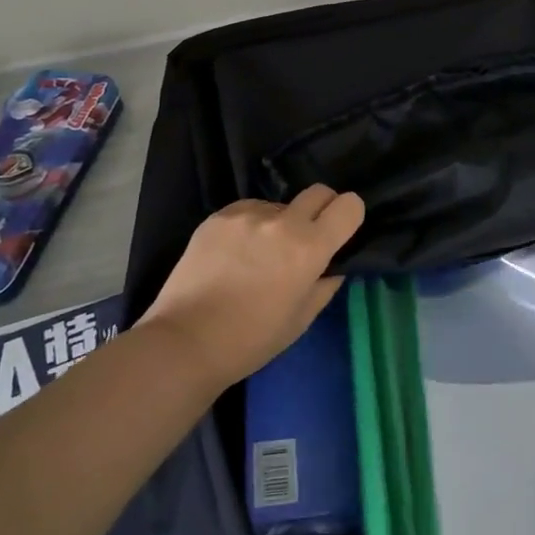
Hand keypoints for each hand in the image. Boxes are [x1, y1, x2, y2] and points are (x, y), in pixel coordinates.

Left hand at [139, 186, 365, 390]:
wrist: (185, 342)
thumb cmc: (251, 340)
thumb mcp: (302, 319)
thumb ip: (326, 283)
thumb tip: (333, 263)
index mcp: (309, 248)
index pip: (349, 205)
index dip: (349, 216)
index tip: (340, 233)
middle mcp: (282, 222)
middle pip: (319, 192)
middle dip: (321, 210)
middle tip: (307, 239)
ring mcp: (247, 215)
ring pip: (280, 205)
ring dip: (280, 223)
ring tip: (259, 255)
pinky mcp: (218, 216)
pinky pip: (249, 210)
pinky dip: (251, 226)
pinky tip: (235, 254)